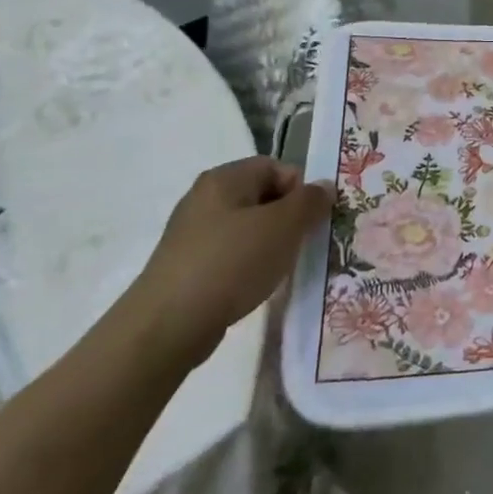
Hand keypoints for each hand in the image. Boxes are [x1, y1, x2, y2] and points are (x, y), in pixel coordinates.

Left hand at [121, 157, 329, 371]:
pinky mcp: (186, 265)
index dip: (300, 190)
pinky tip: (252, 286)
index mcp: (225, 178)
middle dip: (287, 219)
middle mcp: (205, 197)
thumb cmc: (232, 263)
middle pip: (263, 197)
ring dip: (270, 244)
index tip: (311, 221)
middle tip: (300, 245)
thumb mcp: (284, 226)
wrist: (168, 326)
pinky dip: (247, 265)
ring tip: (277, 270)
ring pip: (248, 228)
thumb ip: (310, 201)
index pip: (277, 167)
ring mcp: (191, 233)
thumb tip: (324, 187)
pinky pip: (229, 254)